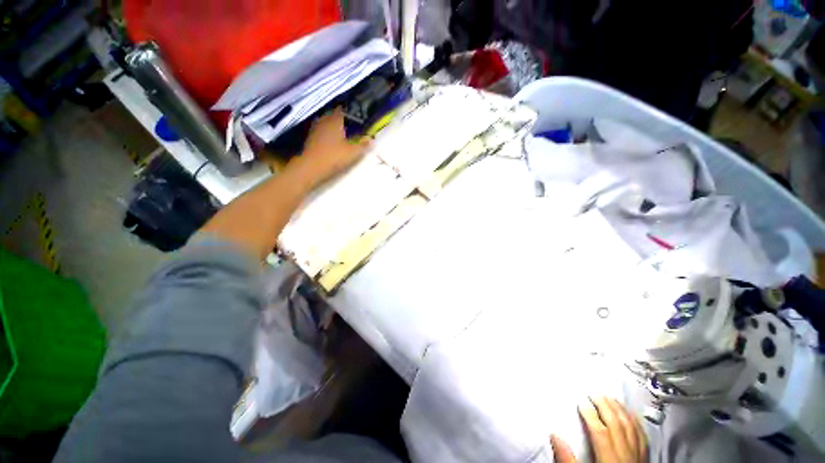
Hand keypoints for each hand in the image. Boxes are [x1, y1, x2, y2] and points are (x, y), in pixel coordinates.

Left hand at [290, 107, 370, 187]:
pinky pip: (322, 132)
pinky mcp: (311, 138)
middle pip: (335, 116)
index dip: (351, 112)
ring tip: (344, 134)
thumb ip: (363, 145)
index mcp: (335, 120)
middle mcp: (324, 121)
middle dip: (343, 120)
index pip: (343, 110)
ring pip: (328, 124)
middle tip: (352, 126)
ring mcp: (316, 129)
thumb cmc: (333, 157)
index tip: (358, 116)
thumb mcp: (353, 153)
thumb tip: (371, 140)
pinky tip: (333, 142)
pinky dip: (328, 134)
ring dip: (335, 127)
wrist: (311, 168)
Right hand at [550, 397, 647, 462]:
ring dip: (621, 410)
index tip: (580, 402)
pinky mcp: (644, 459)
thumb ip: (568, 459)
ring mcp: (637, 457)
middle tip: (595, 393)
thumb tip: (555, 435)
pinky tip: (630, 414)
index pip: (600, 431)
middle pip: (617, 425)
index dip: (590, 414)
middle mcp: (626, 455)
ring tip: (611, 398)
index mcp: (609, 460)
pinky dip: (635, 422)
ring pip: (631, 428)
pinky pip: (642, 436)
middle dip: (605, 406)